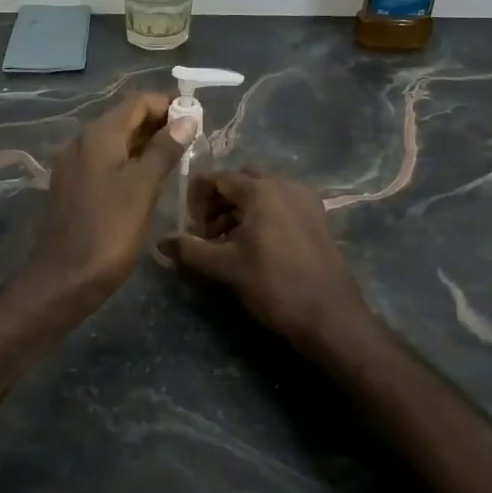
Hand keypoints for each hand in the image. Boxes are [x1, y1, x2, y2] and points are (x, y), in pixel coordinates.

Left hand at [28, 92, 193, 302]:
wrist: (65, 277)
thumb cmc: (108, 230)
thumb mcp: (142, 187)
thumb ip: (164, 150)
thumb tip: (186, 119)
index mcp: (98, 135)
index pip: (137, 103)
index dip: (168, 104)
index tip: (196, 118)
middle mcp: (82, 142)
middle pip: (125, 120)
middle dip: (159, 124)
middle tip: (193, 140)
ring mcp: (75, 166)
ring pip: (116, 143)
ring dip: (146, 144)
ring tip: (178, 159)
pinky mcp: (74, 187)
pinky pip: (107, 163)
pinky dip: (130, 163)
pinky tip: (149, 180)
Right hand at [161, 171, 370, 346]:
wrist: (329, 314)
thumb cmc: (274, 285)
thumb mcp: (226, 268)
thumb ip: (191, 250)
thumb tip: (162, 242)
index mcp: (261, 190)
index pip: (219, 178)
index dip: (197, 196)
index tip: (188, 223)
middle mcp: (285, 185)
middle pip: (242, 180)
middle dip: (220, 200)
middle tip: (207, 230)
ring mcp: (305, 200)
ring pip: (264, 191)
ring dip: (241, 208)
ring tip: (227, 241)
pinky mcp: (317, 217)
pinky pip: (282, 203)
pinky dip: (263, 214)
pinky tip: (255, 244)